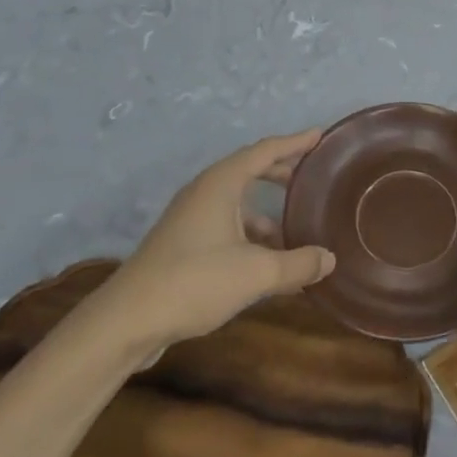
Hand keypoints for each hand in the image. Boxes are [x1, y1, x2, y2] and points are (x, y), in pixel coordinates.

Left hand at [109, 130, 334, 353]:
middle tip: (309, 177)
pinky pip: (225, 225)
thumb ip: (297, 265)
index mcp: (221, 183)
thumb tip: (329, 259)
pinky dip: (249, 234)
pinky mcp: (182, 244)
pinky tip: (265, 262)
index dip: (294, 142)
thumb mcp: (255, 273)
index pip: (265, 150)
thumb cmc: (194, 281)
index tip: (319, 135)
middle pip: (250, 170)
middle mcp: (205, 192)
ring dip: (266, 212)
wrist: (127, 321)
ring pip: (237, 202)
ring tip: (294, 231)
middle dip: (281, 172)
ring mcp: (190, 218)